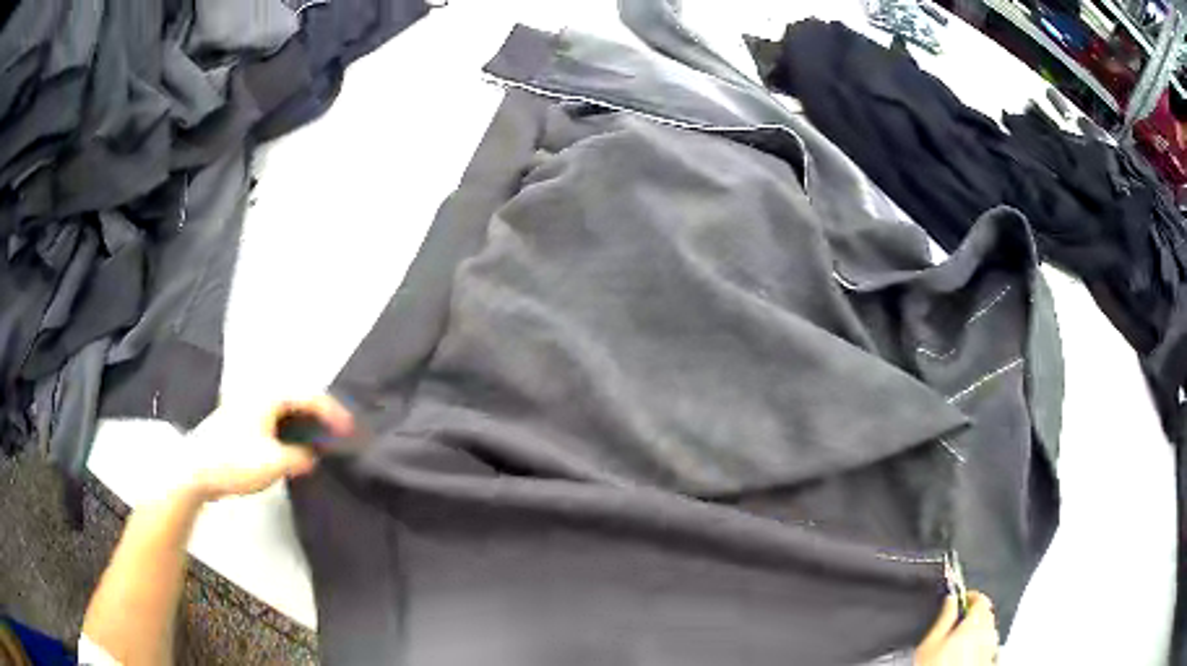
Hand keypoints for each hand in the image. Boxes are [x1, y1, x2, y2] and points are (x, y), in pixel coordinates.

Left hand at [188, 395, 354, 501]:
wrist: (196, 470)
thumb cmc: (235, 461)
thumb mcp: (275, 463)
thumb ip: (300, 458)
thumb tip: (312, 457)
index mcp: (269, 396)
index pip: (310, 397)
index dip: (334, 413)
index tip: (350, 431)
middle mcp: (258, 395)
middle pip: (297, 399)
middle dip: (320, 416)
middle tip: (337, 434)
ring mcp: (246, 407)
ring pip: (284, 410)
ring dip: (304, 424)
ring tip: (319, 442)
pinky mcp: (239, 422)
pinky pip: (273, 420)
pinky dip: (288, 430)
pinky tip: (291, 448)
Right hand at [915, 592, 998, 665]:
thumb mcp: (930, 643)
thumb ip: (943, 617)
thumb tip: (950, 598)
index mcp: (974, 623)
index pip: (980, 598)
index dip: (968, 597)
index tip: (958, 600)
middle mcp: (988, 632)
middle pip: (986, 612)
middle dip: (973, 613)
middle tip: (956, 620)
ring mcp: (990, 647)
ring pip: (988, 628)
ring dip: (977, 628)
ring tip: (959, 639)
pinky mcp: (990, 659)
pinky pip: (988, 644)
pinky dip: (979, 643)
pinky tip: (965, 653)